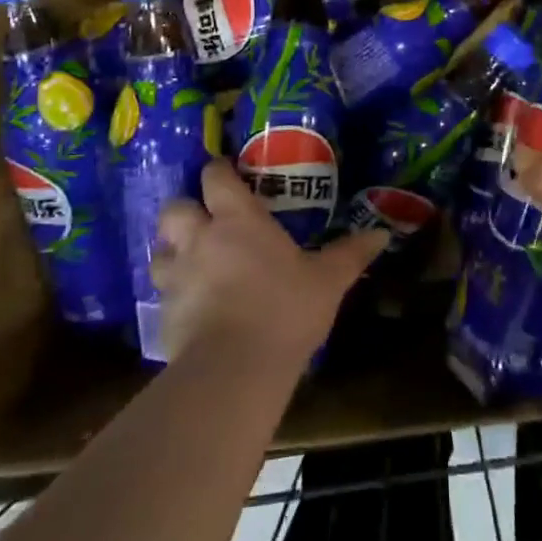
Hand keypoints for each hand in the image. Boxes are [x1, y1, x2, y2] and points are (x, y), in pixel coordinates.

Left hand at [151, 159, 387, 370]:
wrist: (235, 369)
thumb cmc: (285, 309)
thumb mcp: (327, 281)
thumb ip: (350, 254)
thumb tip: (382, 233)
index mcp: (237, 219)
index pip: (215, 176)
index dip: (219, 171)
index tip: (228, 175)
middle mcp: (199, 238)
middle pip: (174, 207)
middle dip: (185, 210)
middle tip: (204, 222)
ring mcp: (177, 276)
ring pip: (159, 250)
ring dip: (172, 252)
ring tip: (191, 263)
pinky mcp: (163, 314)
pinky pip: (162, 294)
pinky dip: (173, 294)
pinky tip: (191, 308)